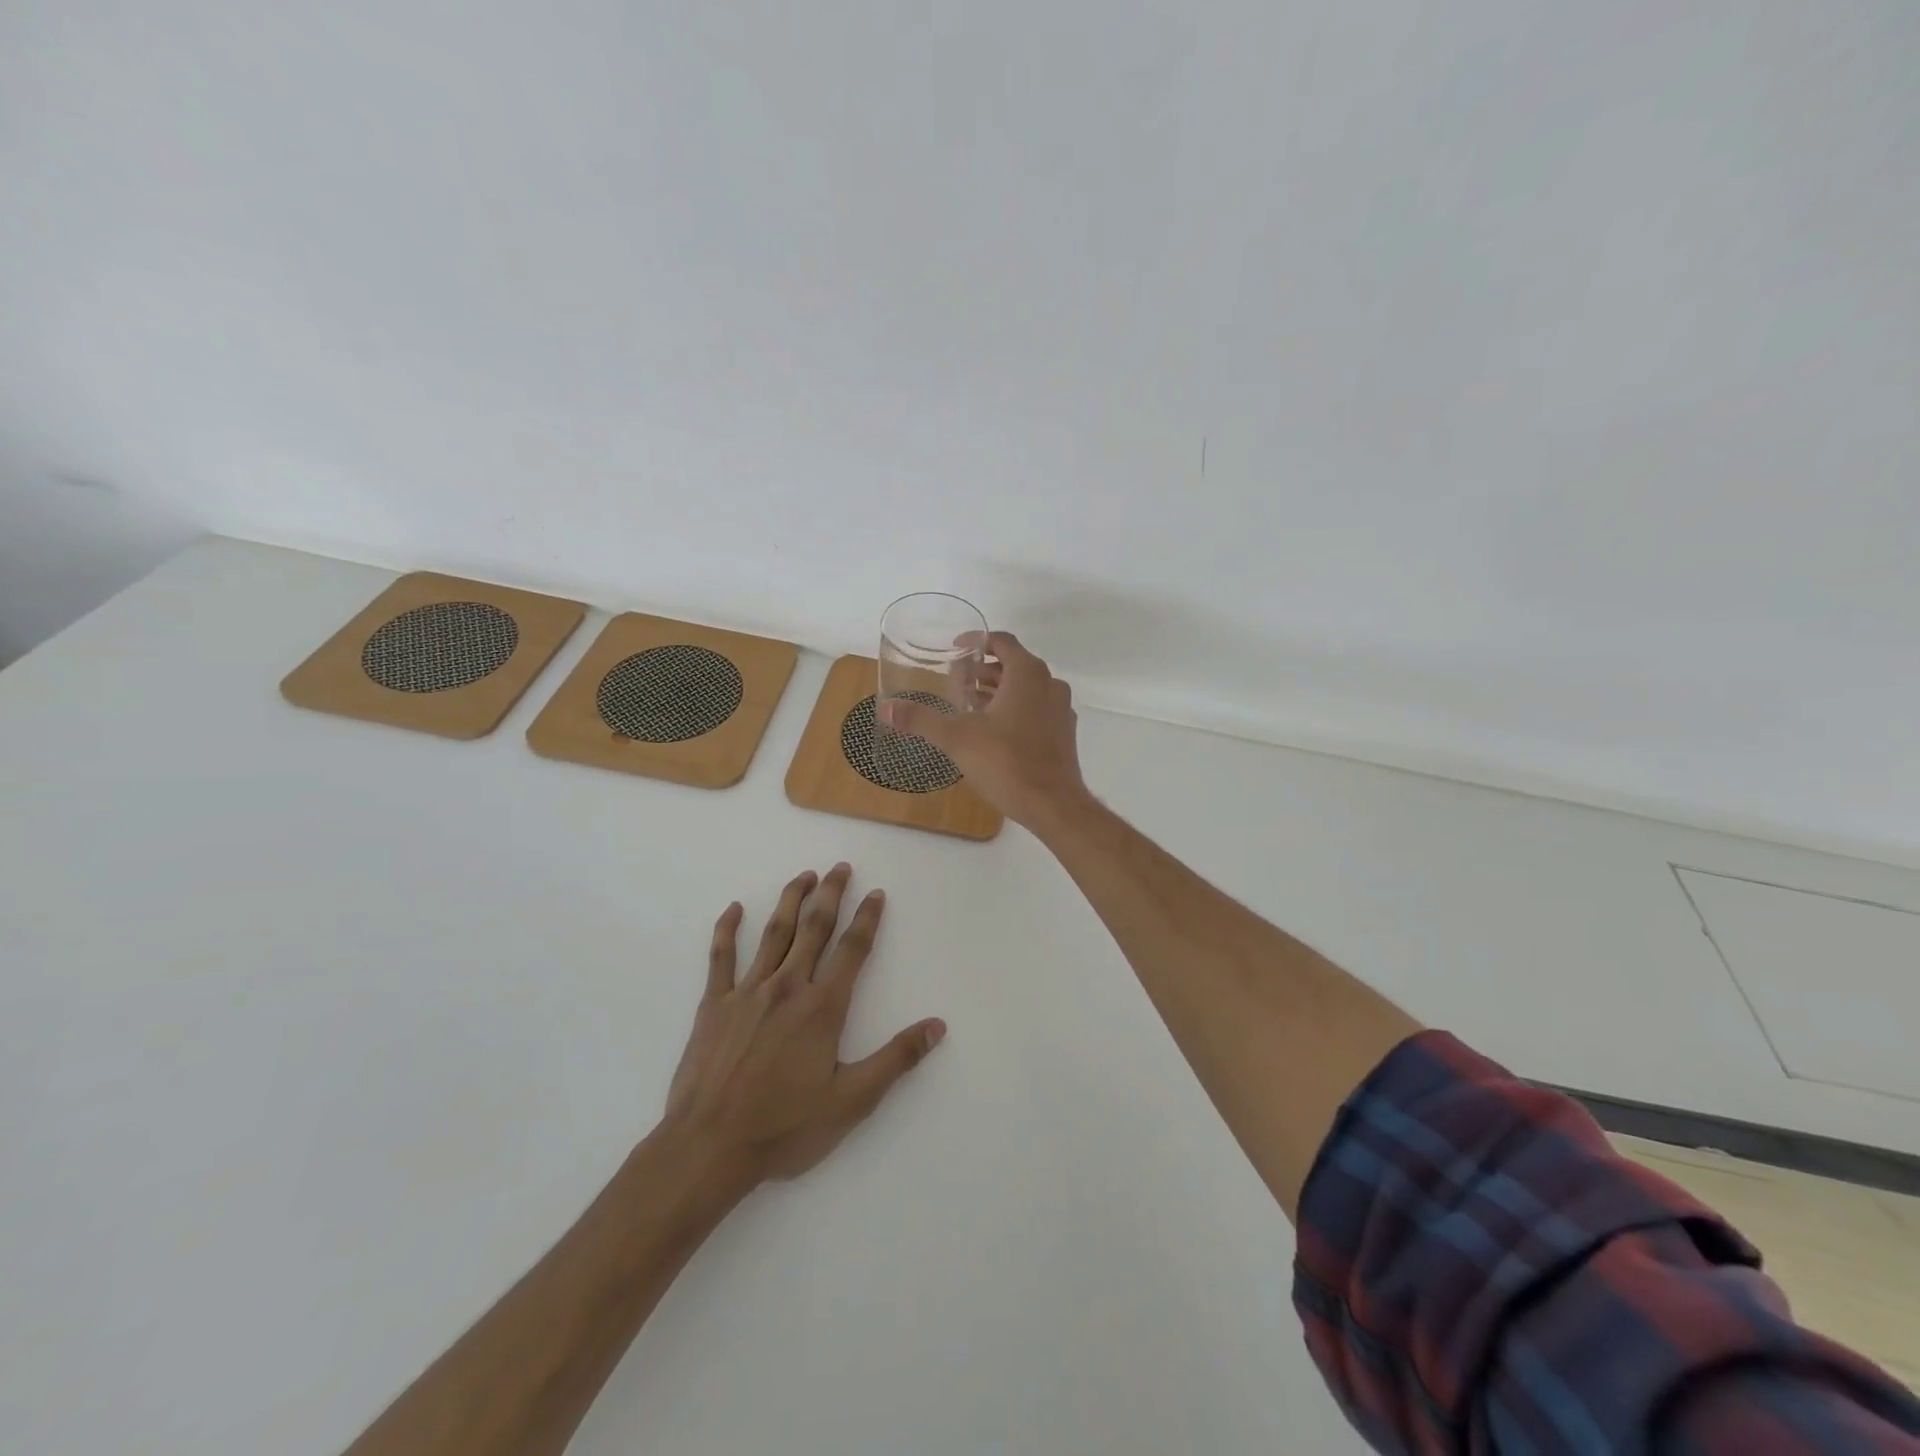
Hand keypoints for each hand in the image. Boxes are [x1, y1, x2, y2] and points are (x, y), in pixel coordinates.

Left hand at [661, 864, 944, 1185]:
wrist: (709, 1147)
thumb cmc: (784, 1127)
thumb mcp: (852, 1101)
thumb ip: (895, 1059)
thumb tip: (936, 1026)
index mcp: (823, 1008)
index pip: (853, 950)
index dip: (867, 919)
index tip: (875, 894)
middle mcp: (788, 987)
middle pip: (814, 928)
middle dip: (830, 894)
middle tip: (840, 867)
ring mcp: (748, 991)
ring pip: (774, 933)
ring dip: (791, 900)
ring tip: (804, 875)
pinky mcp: (714, 1005)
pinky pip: (721, 958)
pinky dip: (727, 930)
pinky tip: (735, 909)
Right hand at [879, 632, 1089, 829]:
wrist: (1052, 805)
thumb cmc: (1006, 762)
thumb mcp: (956, 738)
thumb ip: (921, 720)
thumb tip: (886, 708)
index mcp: (1028, 674)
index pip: (1002, 641)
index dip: (977, 641)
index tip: (955, 650)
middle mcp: (1049, 684)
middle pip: (1014, 664)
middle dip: (984, 670)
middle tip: (956, 681)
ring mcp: (1060, 710)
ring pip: (1027, 688)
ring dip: (999, 690)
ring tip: (969, 704)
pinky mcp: (1064, 733)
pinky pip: (1037, 709)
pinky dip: (1015, 709)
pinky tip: (993, 730)